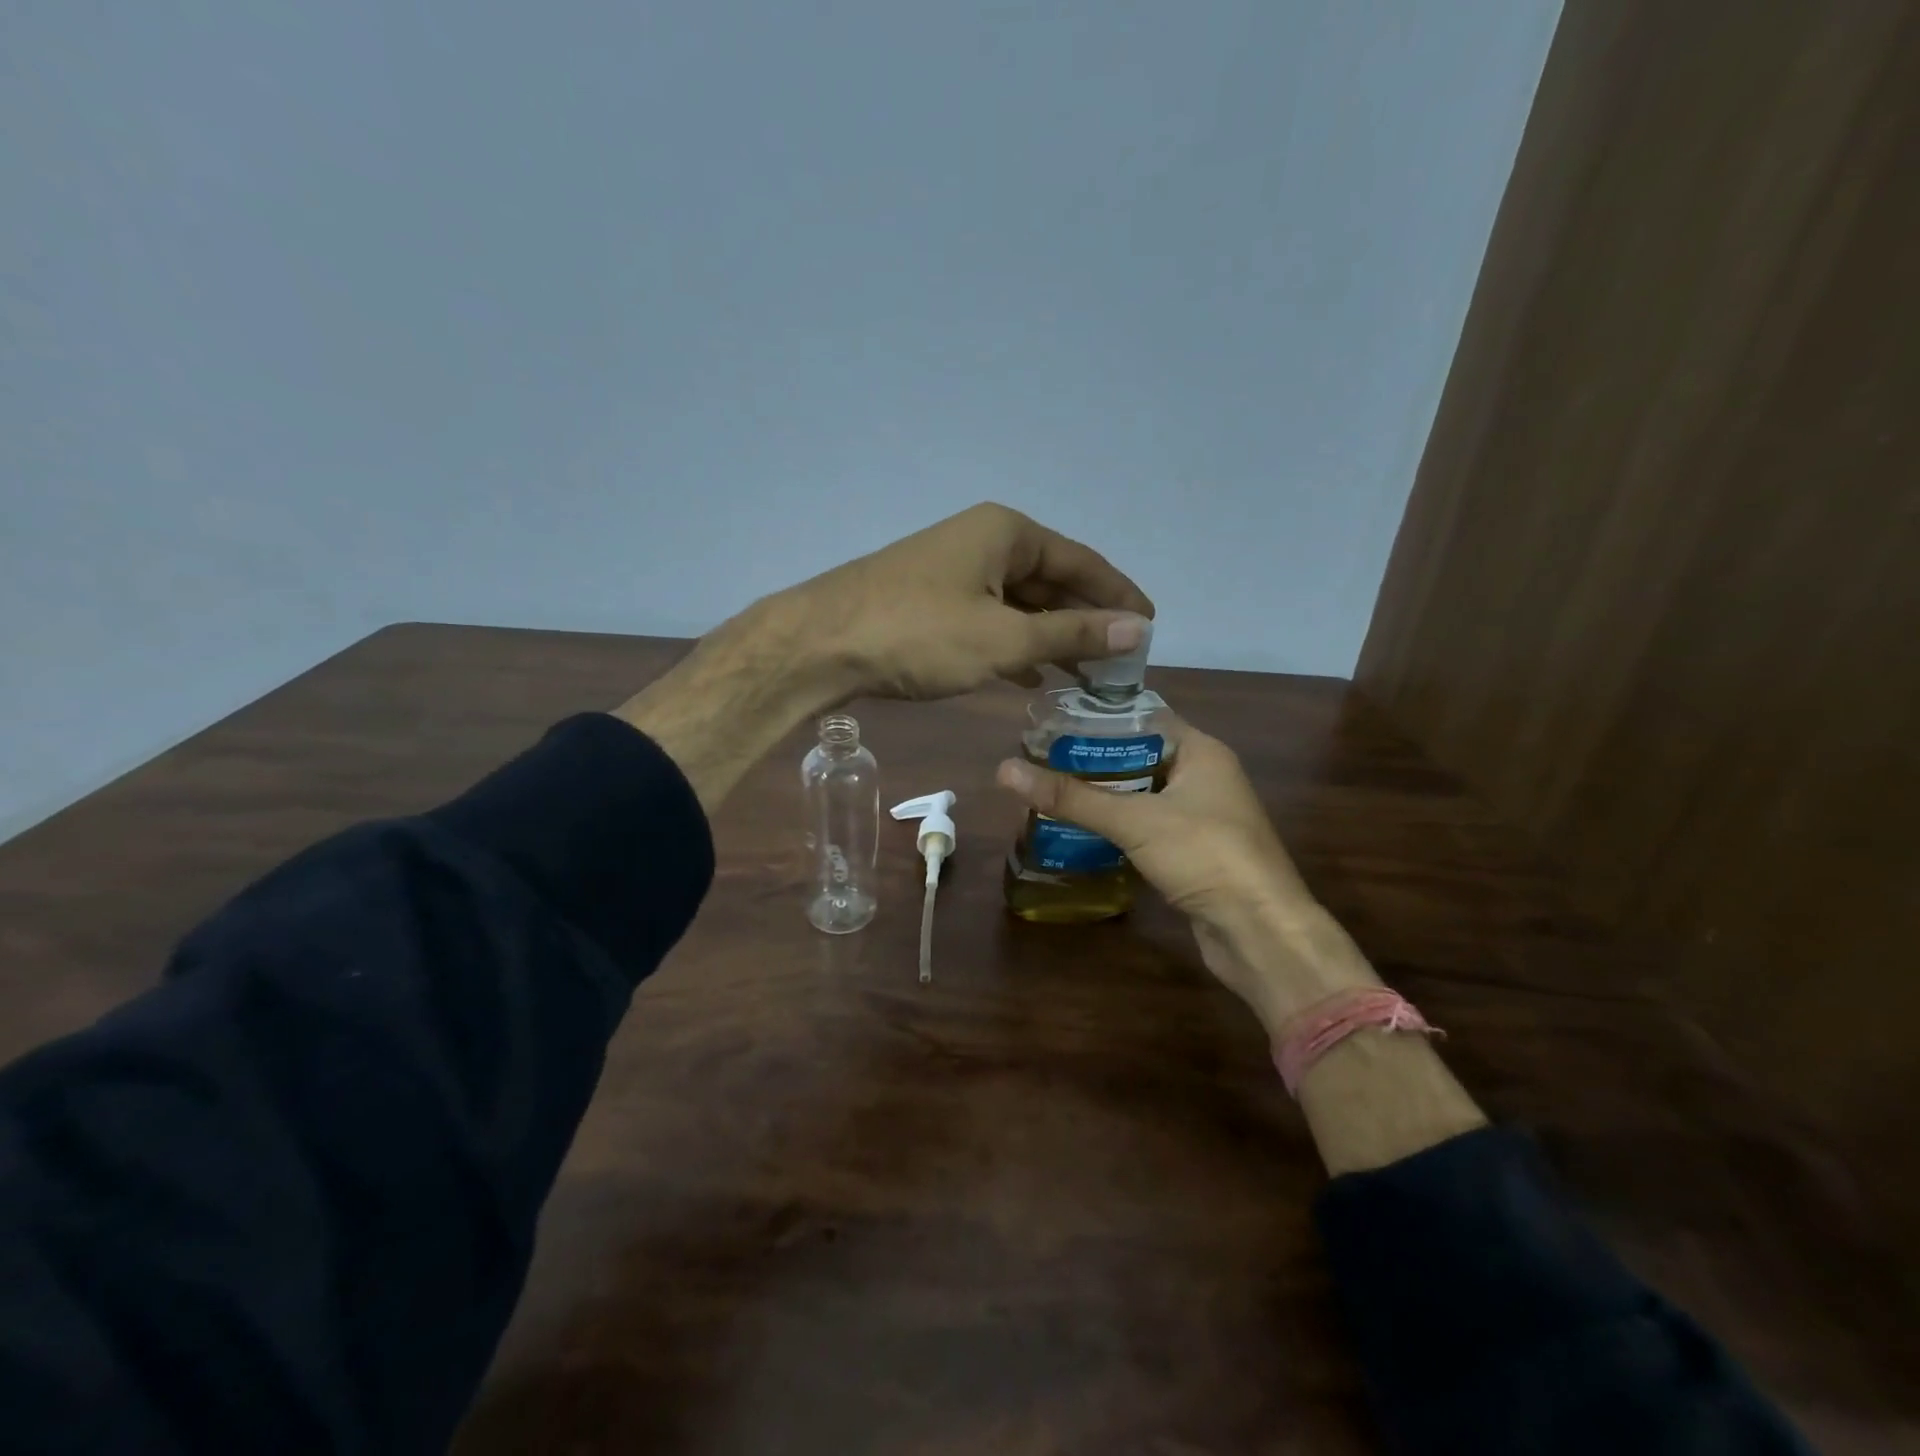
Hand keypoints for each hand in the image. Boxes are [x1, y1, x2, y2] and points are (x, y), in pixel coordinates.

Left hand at [756, 502, 1154, 702]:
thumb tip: (1138, 629)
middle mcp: (983, 541)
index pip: (1082, 562)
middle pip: (1051, 580)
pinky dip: (1013, 646)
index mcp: (1007, 533)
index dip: (1119, 595)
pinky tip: (1029, 677)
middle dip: (1086, 620)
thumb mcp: (1002, 639)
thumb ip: (1071, 633)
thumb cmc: (918, 634)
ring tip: (1085, 676)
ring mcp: (954, 571)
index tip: (1150, 627)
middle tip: (1121, 662)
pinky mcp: (931, 601)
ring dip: (1051, 637)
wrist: (820, 645)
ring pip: (1019, 604)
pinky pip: (989, 619)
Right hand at [997, 726, 1375, 1030]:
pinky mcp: (1192, 852)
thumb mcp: (1134, 820)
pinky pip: (1146, 828)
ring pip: (1140, 796)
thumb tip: (1004, 770)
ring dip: (1101, 798)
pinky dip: (1116, 828)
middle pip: (1137, 758)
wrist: (1260, 933)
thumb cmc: (1206, 856)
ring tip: (1050, 795)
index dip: (1098, 720)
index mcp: (1201, 752)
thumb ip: (1072, 797)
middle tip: (1040, 763)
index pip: (1142, 719)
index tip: (1051, 725)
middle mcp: (1203, 777)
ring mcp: (1200, 817)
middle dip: (1090, 763)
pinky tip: (1079, 832)